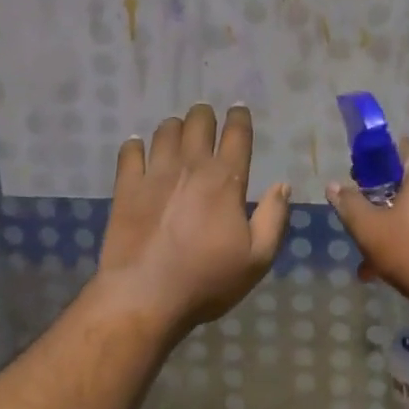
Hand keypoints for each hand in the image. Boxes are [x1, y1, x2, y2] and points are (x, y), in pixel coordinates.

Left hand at [98, 104, 290, 330]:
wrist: (144, 297)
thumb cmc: (206, 280)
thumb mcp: (257, 258)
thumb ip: (273, 218)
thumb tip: (282, 186)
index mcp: (226, 180)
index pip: (237, 134)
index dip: (240, 117)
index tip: (239, 110)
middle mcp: (191, 166)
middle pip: (198, 122)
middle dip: (205, 115)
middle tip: (207, 119)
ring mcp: (154, 174)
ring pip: (165, 131)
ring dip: (175, 127)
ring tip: (177, 133)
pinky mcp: (126, 187)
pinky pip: (129, 152)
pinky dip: (135, 145)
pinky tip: (138, 149)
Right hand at [326, 138, 408, 304]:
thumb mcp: (369, 229)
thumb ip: (349, 204)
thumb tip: (333, 186)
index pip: (401, 147)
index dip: (377, 159)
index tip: (360, 180)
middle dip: (385, 198)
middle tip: (366, 220)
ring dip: (399, 223)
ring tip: (376, 257)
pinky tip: (401, 268)